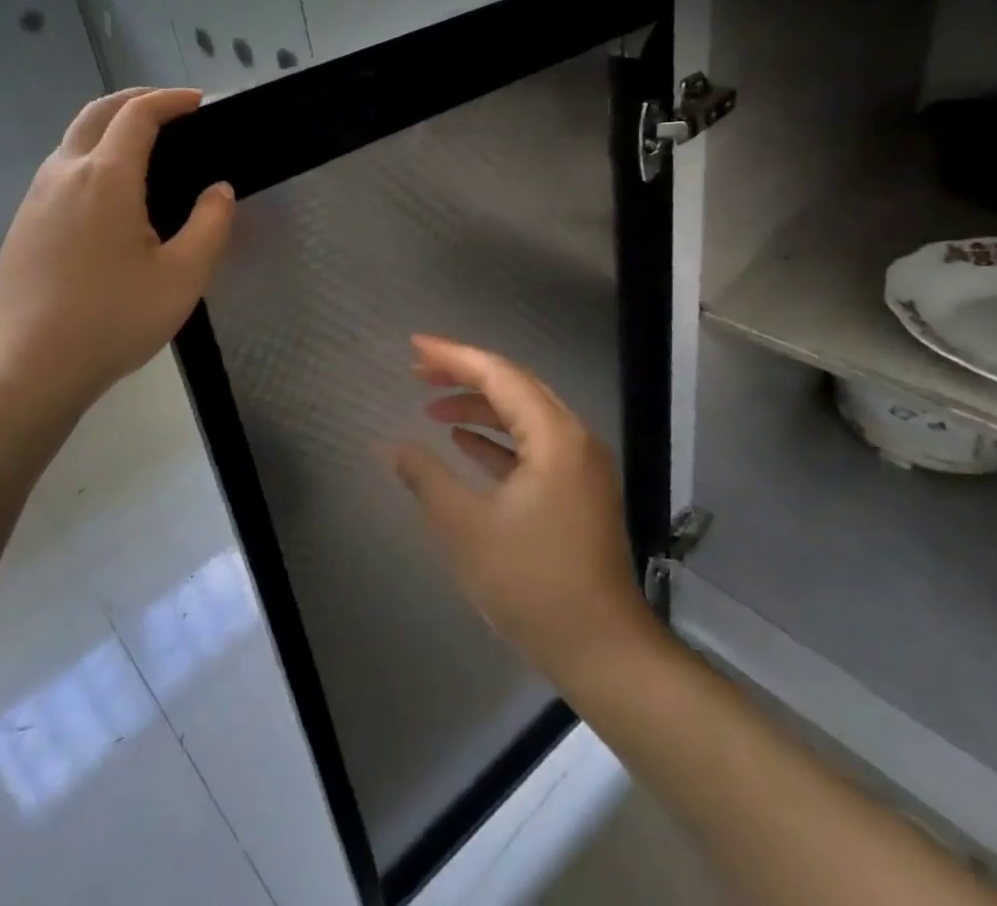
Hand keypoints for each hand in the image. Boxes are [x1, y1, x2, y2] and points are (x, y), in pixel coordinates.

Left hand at [0, 88, 233, 431]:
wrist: (26, 368)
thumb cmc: (112, 320)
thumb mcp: (183, 277)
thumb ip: (211, 224)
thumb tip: (219, 190)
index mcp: (106, 178)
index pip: (138, 115)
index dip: (171, 100)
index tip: (200, 102)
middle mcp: (65, 174)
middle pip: (98, 112)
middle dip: (138, 99)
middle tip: (174, 109)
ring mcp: (37, 197)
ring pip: (75, 138)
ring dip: (112, 124)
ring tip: (149, 144)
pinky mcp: (24, 222)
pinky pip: (62, 167)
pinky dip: (93, 152)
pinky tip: (114, 190)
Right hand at [389, 336, 662, 687]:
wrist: (602, 649)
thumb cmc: (532, 584)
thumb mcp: (467, 529)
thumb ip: (427, 479)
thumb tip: (393, 446)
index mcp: (554, 436)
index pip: (498, 374)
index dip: (453, 356)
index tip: (415, 346)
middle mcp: (573, 437)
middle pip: (514, 385)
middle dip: (465, 375)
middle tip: (419, 372)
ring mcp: (580, 464)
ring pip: (524, 414)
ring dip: (479, 407)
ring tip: (432, 408)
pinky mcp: (578, 489)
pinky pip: (533, 444)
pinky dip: (498, 438)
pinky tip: (465, 444)